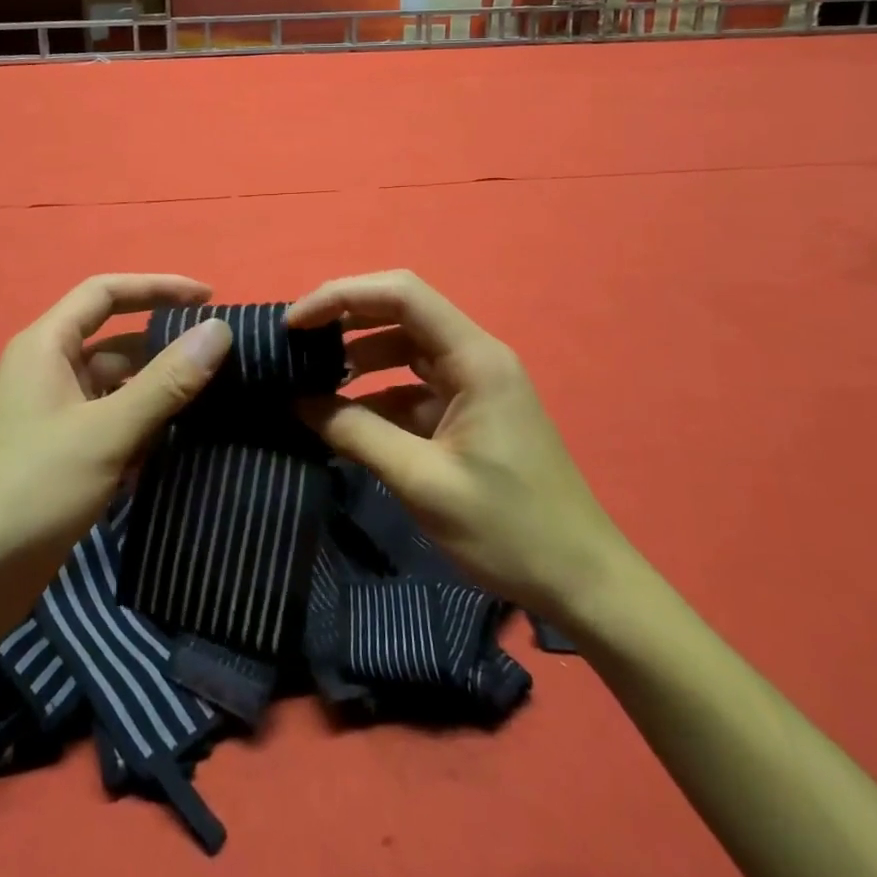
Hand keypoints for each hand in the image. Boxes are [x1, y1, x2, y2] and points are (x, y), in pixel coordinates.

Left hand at [0, 274, 233, 650]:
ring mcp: (55, 416)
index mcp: (46, 346)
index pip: (106, 293)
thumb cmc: (30, 489)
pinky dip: (144, 429)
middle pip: (116, 342)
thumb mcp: (106, 432)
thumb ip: (166, 381)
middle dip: (165, 347)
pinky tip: (181, 445)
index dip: (158, 287)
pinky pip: (112, 425)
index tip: (209, 298)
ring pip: (118, 388)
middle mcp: (49, 371)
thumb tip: (219, 330)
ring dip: (159, 393)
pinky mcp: (62, 456)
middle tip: (224, 360)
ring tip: (217, 401)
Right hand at [288, 270, 629, 620]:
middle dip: (344, 320)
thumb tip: (298, 401)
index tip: (294, 323)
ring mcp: (472, 383)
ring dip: (358, 357)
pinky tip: (344, 418)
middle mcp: (474, 356)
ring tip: (309, 378)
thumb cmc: (509, 529)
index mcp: (474, 358)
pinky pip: (412, 385)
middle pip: (400, 311)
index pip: (400, 294)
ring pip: (403, 347)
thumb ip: (357, 434)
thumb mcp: (423, 482)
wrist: (582, 582)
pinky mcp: (468, 411)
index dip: (341, 296)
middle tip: (294, 344)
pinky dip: (376, 394)